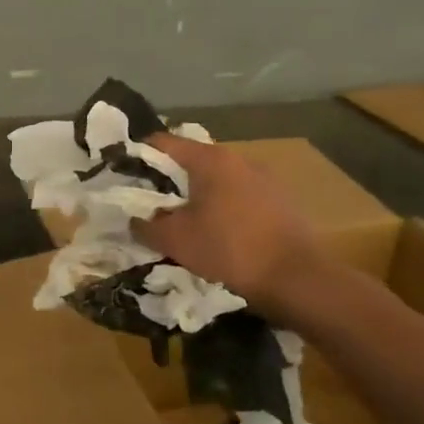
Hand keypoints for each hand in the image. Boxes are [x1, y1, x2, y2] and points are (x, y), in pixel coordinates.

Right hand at [132, 133, 332, 324]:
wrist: (299, 280)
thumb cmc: (230, 250)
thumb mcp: (174, 240)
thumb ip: (145, 225)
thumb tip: (134, 220)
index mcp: (210, 159)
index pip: (162, 142)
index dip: (138, 156)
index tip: (123, 175)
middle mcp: (239, 159)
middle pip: (191, 160)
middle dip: (168, 179)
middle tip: (149, 202)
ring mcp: (265, 178)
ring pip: (217, 179)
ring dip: (197, 194)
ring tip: (183, 219)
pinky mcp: (282, 201)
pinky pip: (240, 195)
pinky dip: (222, 206)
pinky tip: (217, 231)